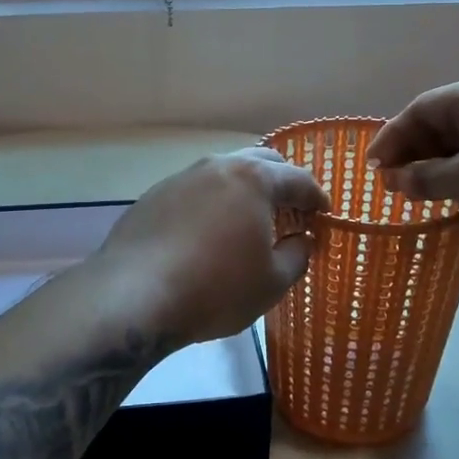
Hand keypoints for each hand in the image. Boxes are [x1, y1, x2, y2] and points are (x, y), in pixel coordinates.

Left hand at [95, 149, 329, 345]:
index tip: (324, 215)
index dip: (316, 198)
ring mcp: (179, 179)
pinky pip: (194, 193)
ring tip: (249, 221)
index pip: (297, 179)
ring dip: (243, 191)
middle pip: (260, 162)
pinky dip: (211, 205)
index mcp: (253, 179)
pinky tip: (207, 233)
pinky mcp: (152, 198)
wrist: (134, 296)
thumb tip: (301, 240)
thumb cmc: (216, 288)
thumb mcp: (272, 282)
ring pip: (223, 174)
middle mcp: (216, 167)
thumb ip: (297, 255)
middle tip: (291, 211)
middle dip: (281, 183)